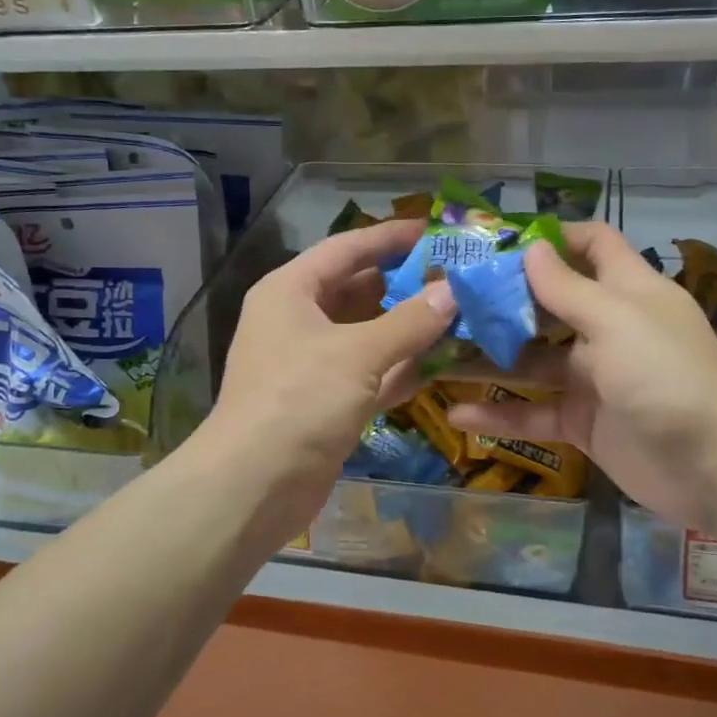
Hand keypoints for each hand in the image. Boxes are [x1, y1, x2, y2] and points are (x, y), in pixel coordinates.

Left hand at [200, 219, 456, 546]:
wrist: (254, 486)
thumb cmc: (299, 401)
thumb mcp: (357, 354)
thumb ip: (410, 321)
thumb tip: (454, 291)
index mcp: (291, 291)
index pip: (346, 248)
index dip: (389, 237)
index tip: (434, 230)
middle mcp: (300, 320)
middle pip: (360, 289)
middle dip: (407, 284)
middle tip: (460, 276)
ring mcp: (314, 363)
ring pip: (370, 333)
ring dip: (411, 327)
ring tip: (463, 313)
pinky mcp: (328, 401)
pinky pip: (372, 372)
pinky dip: (403, 367)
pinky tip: (445, 361)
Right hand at [445, 222, 716, 534]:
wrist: (713, 465)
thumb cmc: (666, 375)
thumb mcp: (616, 320)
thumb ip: (568, 288)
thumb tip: (531, 248)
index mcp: (626, 291)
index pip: (592, 246)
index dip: (552, 238)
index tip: (499, 242)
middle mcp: (607, 328)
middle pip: (547, 304)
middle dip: (501, 301)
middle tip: (446, 300)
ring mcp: (592, 378)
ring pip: (531, 361)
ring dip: (487, 359)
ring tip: (434, 355)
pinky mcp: (582, 421)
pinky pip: (533, 412)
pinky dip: (499, 414)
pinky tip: (456, 415)